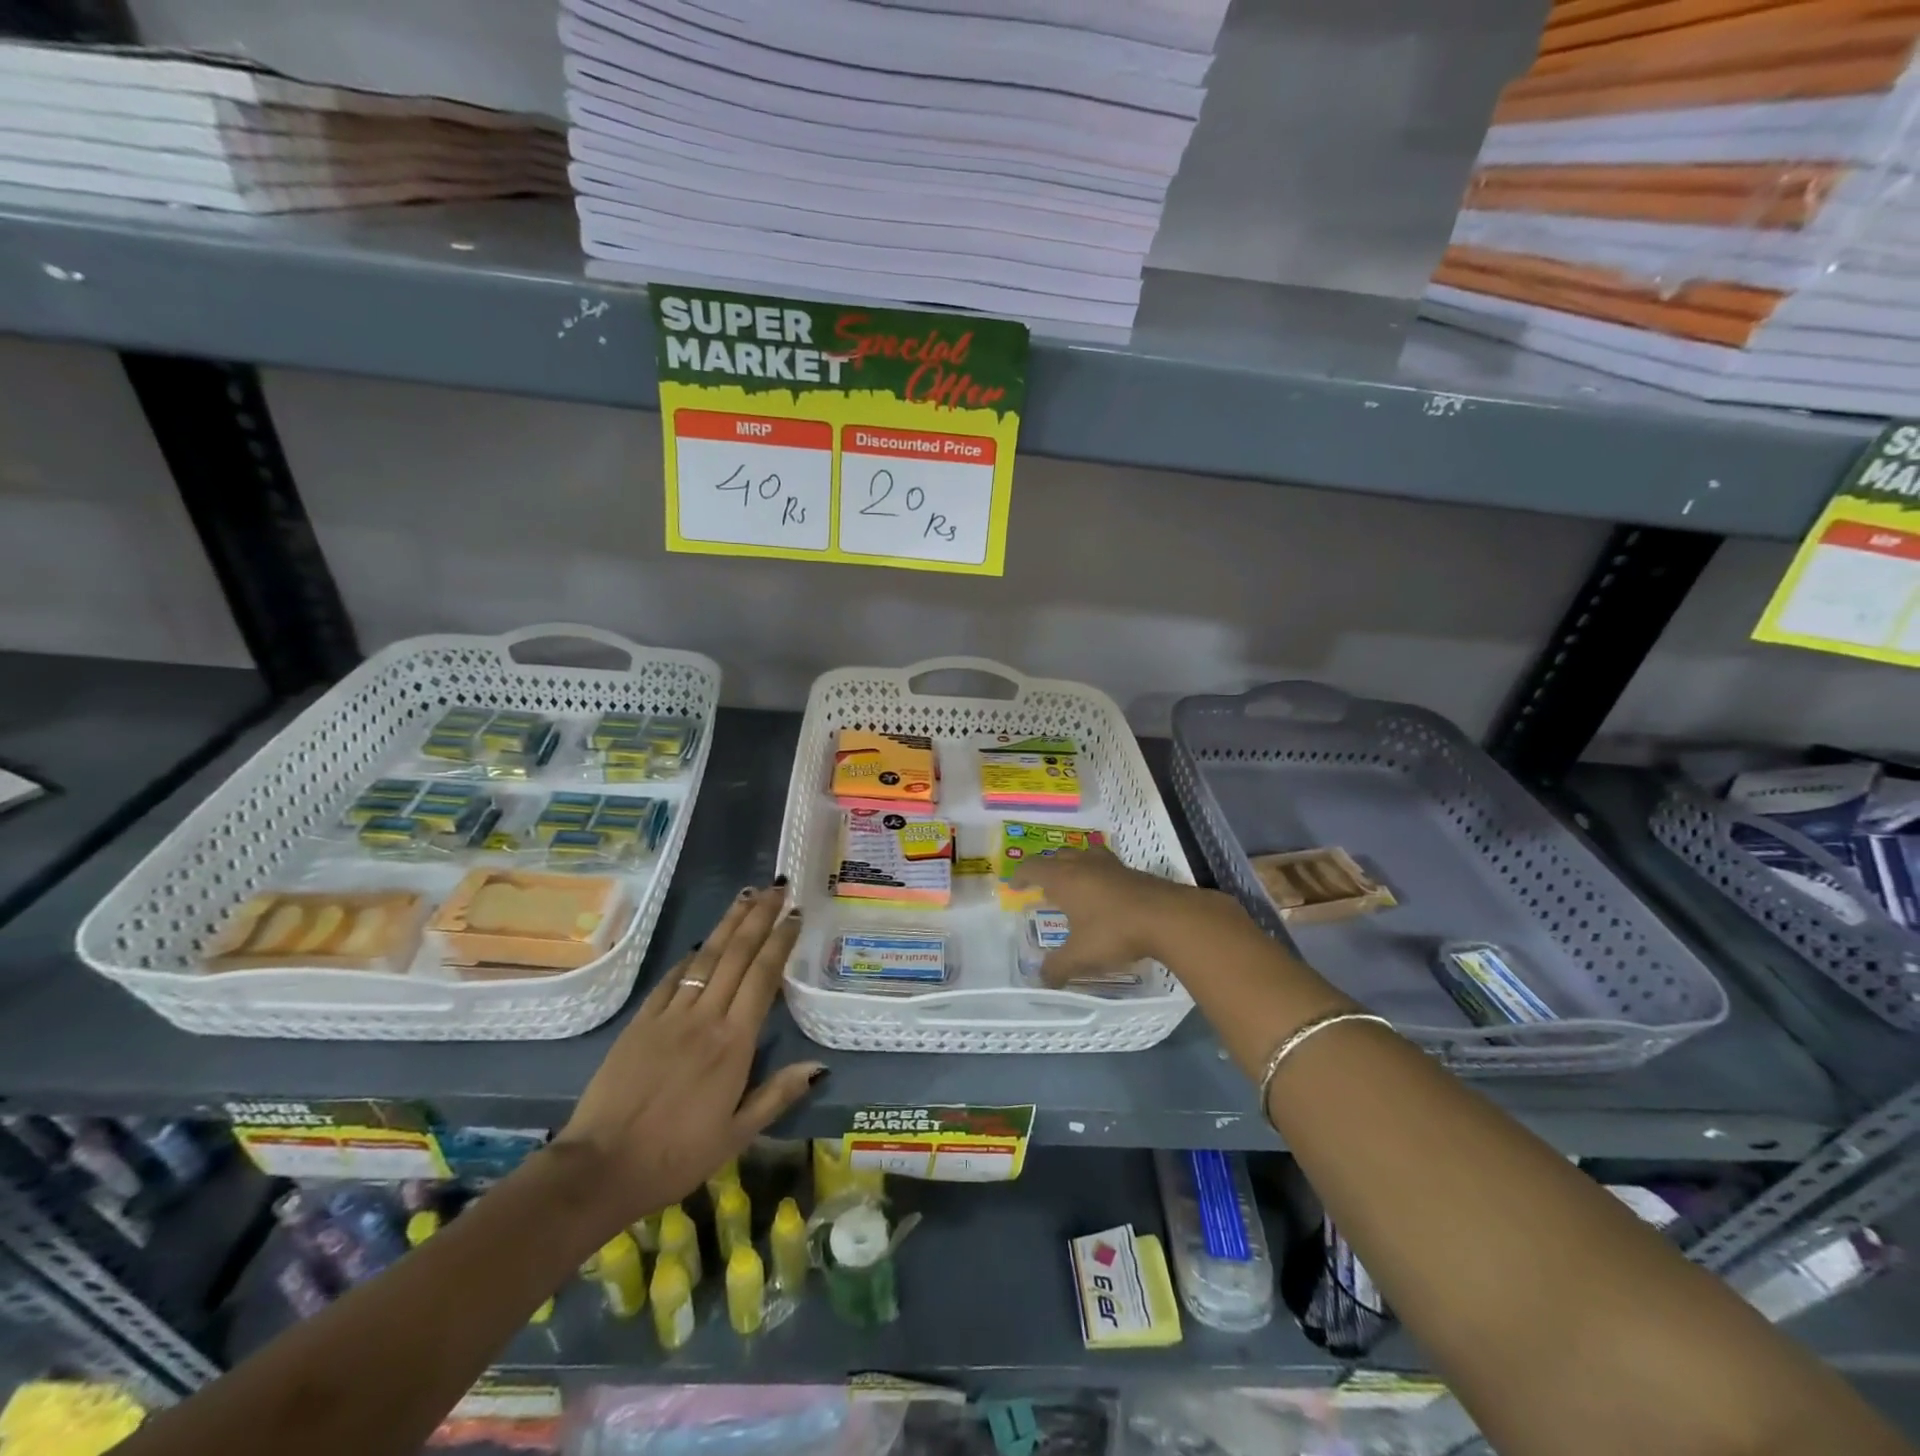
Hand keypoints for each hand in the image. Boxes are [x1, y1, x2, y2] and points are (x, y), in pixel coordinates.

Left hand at [550, 885, 820, 1234]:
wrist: (600, 1168)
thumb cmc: (676, 1157)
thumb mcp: (736, 1135)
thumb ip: (777, 1095)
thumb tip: (819, 1066)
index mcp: (734, 1043)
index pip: (764, 977)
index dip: (781, 941)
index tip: (795, 915)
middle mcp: (705, 1018)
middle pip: (737, 955)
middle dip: (759, 916)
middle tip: (777, 887)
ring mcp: (670, 1016)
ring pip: (706, 957)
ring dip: (729, 923)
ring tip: (746, 895)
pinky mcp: (640, 1022)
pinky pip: (671, 980)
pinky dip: (690, 957)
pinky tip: (702, 943)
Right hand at [1010, 845, 1221, 985]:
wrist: (1167, 917)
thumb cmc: (1114, 931)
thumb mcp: (1080, 956)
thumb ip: (1057, 967)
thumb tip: (1041, 980)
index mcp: (1064, 878)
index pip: (1033, 867)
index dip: (1020, 875)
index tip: (1014, 885)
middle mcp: (1084, 865)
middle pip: (1058, 856)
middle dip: (1047, 869)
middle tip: (1043, 887)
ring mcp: (1110, 865)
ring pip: (1084, 855)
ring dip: (1074, 866)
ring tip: (1073, 884)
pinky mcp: (1132, 872)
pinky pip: (1105, 865)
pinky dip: (1097, 874)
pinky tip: (1104, 894)